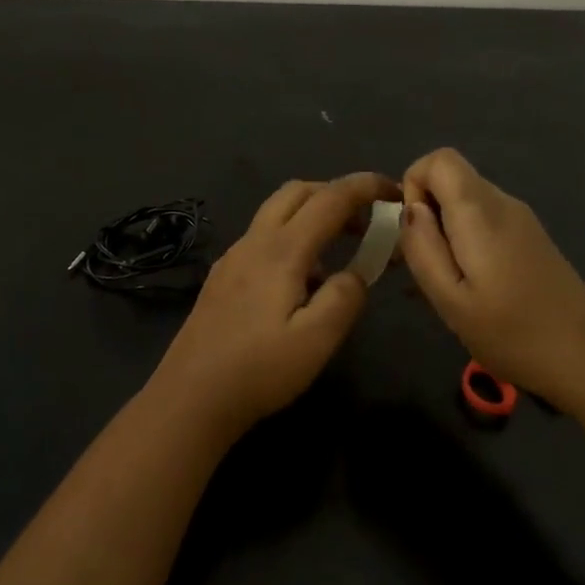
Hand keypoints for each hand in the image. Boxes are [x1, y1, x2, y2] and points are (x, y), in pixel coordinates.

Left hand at [148, 173, 397, 436]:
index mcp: (281, 250)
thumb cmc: (259, 370)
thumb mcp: (317, 340)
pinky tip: (302, 281)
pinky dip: (292, 237)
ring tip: (342, 250)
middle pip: (298, 192)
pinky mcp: (222, 277)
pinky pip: (264, 238)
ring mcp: (233, 257)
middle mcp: (254, 242)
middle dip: (337, 193)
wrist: (190, 397)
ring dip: (313, 214)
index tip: (394, 190)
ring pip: (277, 213)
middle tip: (368, 219)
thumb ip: (345, 297)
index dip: (365, 187)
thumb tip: (355, 273)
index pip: (330, 199)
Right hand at [400, 148, 584, 416]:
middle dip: (426, 215)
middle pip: (451, 180)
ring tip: (445, 287)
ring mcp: (521, 220)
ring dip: (444, 233)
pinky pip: (484, 223)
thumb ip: (423, 248)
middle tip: (425, 269)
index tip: (415, 234)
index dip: (414, 186)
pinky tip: (469, 290)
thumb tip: (410, 209)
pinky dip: (465, 244)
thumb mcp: (451, 300)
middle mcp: (503, 203)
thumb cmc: (513, 334)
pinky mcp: (530, 239)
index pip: (438, 158)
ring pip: (465, 204)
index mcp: (481, 211)